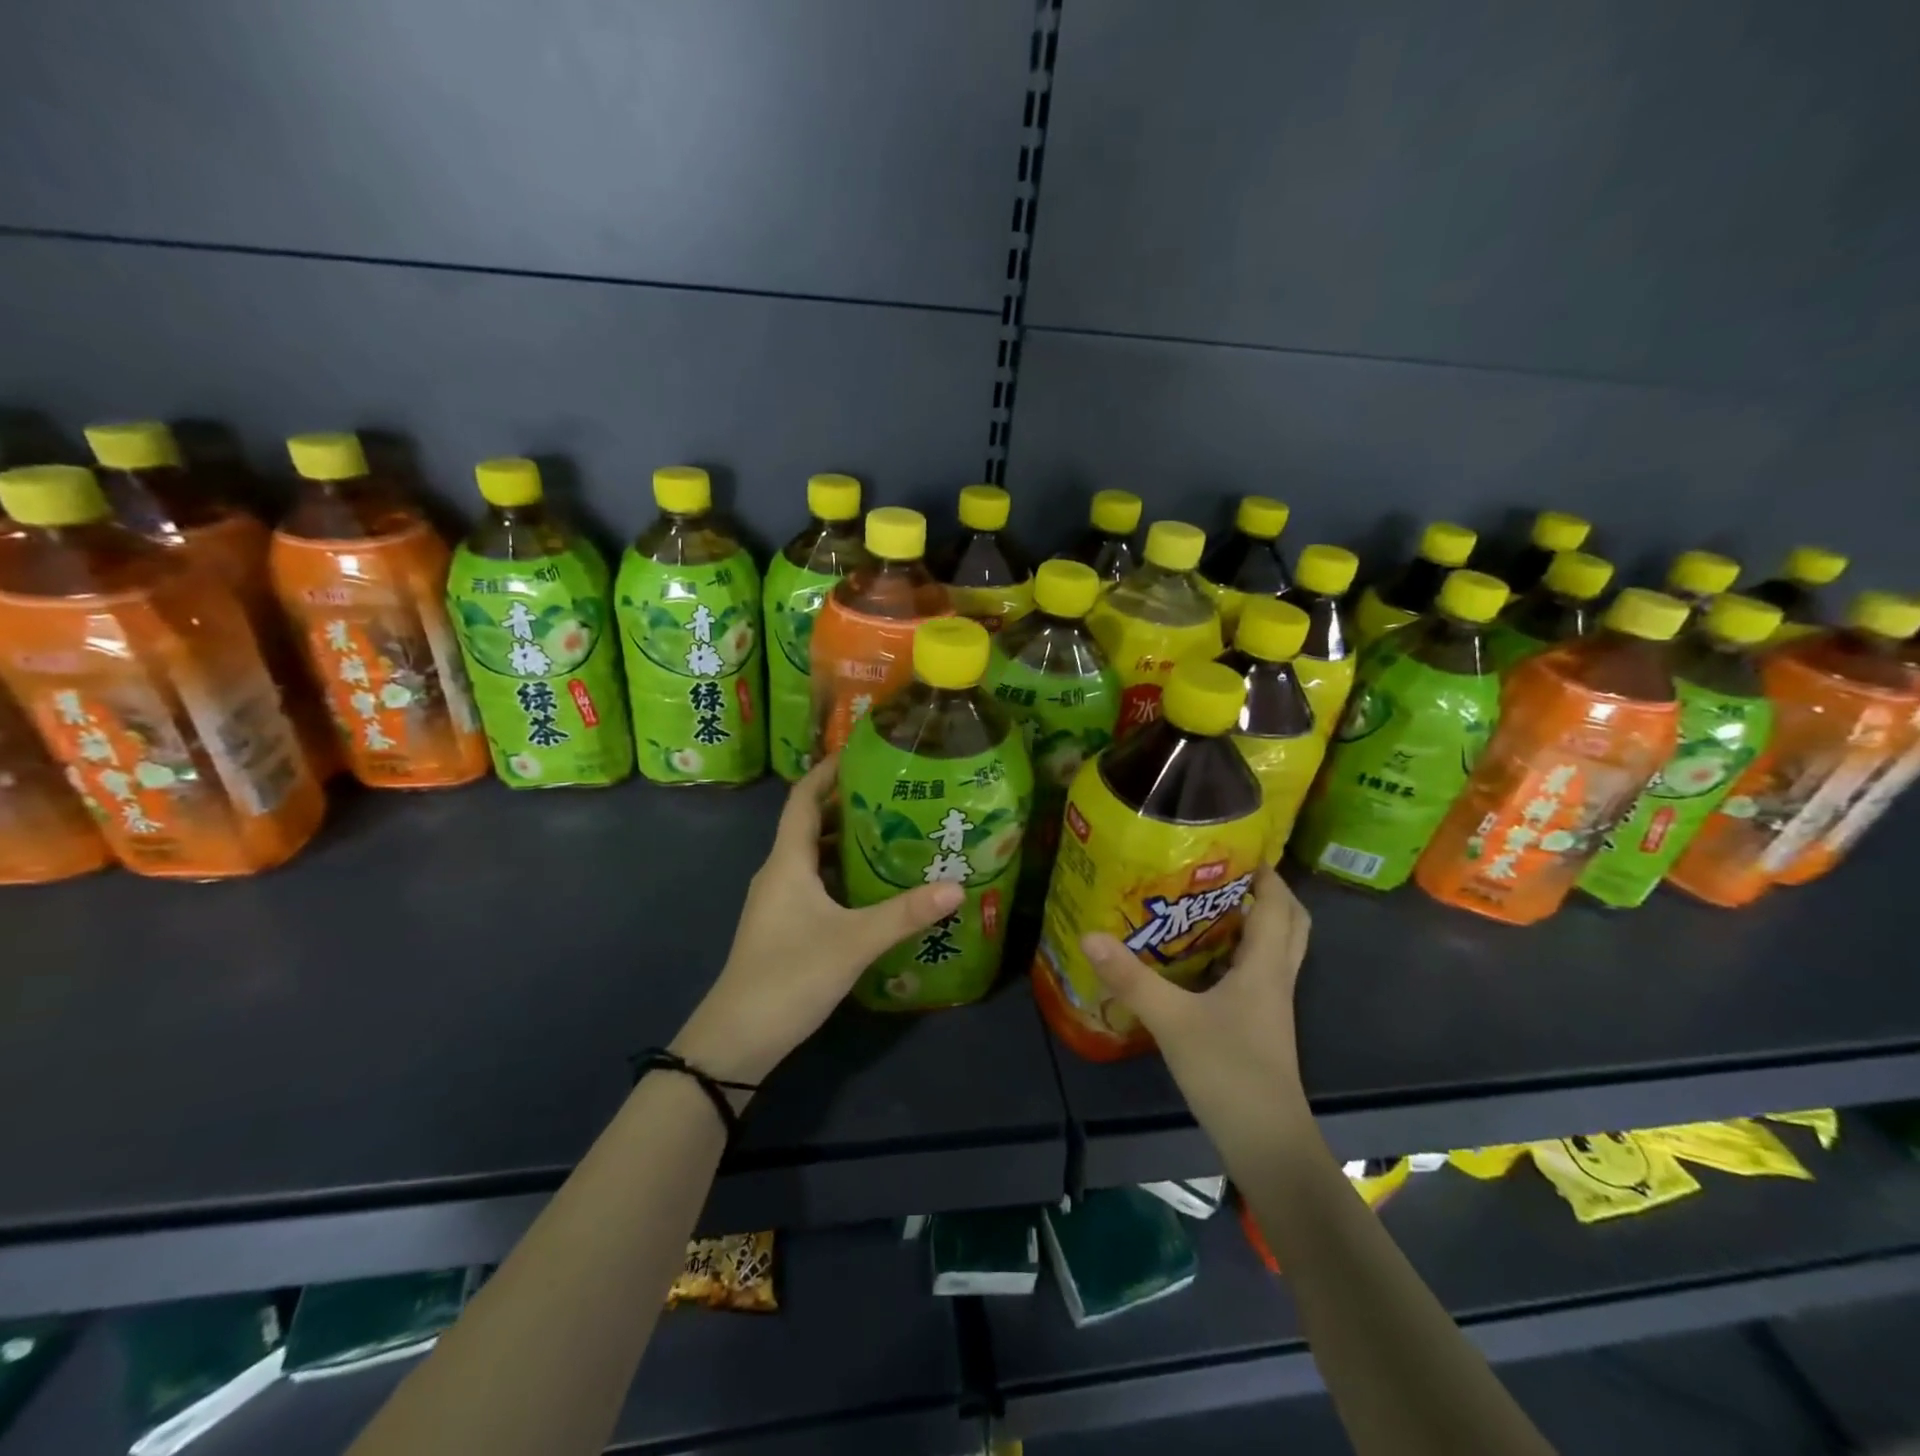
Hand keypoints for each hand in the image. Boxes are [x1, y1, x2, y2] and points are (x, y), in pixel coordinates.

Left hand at [672, 755, 962, 1087]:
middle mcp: (779, 873)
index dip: (827, 771)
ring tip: (894, 833)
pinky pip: (816, 883)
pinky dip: (842, 874)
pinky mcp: (784, 926)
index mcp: (787, 862)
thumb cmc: (790, 976)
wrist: (737, 1038)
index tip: (862, 752)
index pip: (803, 799)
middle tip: (896, 794)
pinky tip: (874, 887)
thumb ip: (904, 914)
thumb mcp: (854, 942)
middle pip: (811, 824)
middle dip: (848, 805)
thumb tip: (957, 886)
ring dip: (847, 841)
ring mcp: (779, 902)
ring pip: (814, 857)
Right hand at [1080, 866, 1311, 1152]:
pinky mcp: (1260, 1026)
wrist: (1266, 1143)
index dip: (1265, 873)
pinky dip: (1239, 954)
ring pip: (1275, 949)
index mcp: (1265, 967)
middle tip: (1227, 874)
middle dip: (1268, 893)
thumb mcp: (1172, 1021)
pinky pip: (1257, 974)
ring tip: (1209, 904)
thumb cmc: (1229, 1072)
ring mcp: (1271, 1006)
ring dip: (1255, 922)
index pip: (1278, 906)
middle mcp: (1275, 979)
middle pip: (1290, 924)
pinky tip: (1200, 959)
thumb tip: (1090, 934)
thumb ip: (1131, 979)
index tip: (1237, 846)